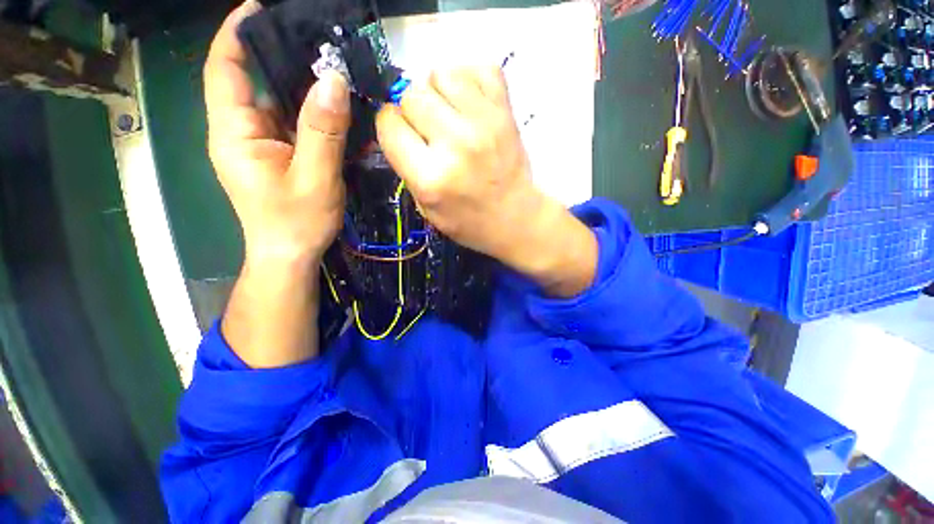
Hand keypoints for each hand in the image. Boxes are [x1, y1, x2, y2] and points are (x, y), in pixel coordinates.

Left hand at [205, 0, 349, 267]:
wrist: (291, 255)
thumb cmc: (297, 223)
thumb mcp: (316, 178)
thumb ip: (323, 131)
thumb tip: (333, 80)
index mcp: (235, 134)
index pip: (225, 70)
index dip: (237, 35)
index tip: (260, 9)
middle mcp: (241, 132)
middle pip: (256, 83)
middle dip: (283, 60)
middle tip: (321, 45)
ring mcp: (261, 145)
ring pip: (279, 104)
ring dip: (305, 89)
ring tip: (336, 75)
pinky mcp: (278, 155)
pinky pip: (293, 125)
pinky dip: (313, 115)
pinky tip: (337, 111)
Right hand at [376, 67, 597, 296]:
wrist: (516, 219)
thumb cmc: (470, 222)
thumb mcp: (427, 209)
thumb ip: (407, 167)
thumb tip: (398, 124)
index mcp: (431, 178)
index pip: (389, 124)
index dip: (391, 128)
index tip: (403, 136)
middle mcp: (455, 144)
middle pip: (411, 94)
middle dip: (413, 111)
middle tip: (430, 131)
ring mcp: (484, 123)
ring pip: (441, 73)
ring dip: (438, 91)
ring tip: (449, 115)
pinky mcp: (506, 112)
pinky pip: (479, 68)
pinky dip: (469, 80)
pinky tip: (470, 103)